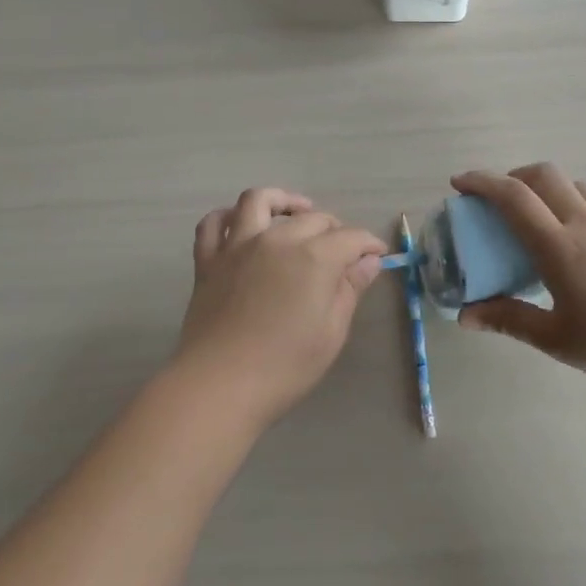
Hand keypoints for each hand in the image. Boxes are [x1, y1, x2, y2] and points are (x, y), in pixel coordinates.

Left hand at [174, 188, 388, 428]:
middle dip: (334, 228)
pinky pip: (214, 224)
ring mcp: (238, 246)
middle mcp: (277, 239)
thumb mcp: (332, 332)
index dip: (368, 244)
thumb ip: (350, 289)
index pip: (350, 237)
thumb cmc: (285, 366)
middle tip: (342, 249)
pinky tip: (240, 223)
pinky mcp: (209, 260)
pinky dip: (228, 216)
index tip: (377, 255)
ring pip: (259, 201)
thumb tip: (369, 260)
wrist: (219, 384)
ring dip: (282, 201)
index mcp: (314, 257)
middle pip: (312, 218)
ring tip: (294, 212)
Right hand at [450, 164, 585, 389]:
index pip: (514, 197)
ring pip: (575, 186)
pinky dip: (575, 207)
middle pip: (545, 175)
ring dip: (548, 188)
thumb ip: (509, 320)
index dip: (482, 182)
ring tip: (538, 219)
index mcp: (559, 246)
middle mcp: (585, 223)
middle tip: (497, 198)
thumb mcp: (556, 339)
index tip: (459, 183)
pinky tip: (580, 247)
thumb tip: (465, 316)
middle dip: (513, 176)